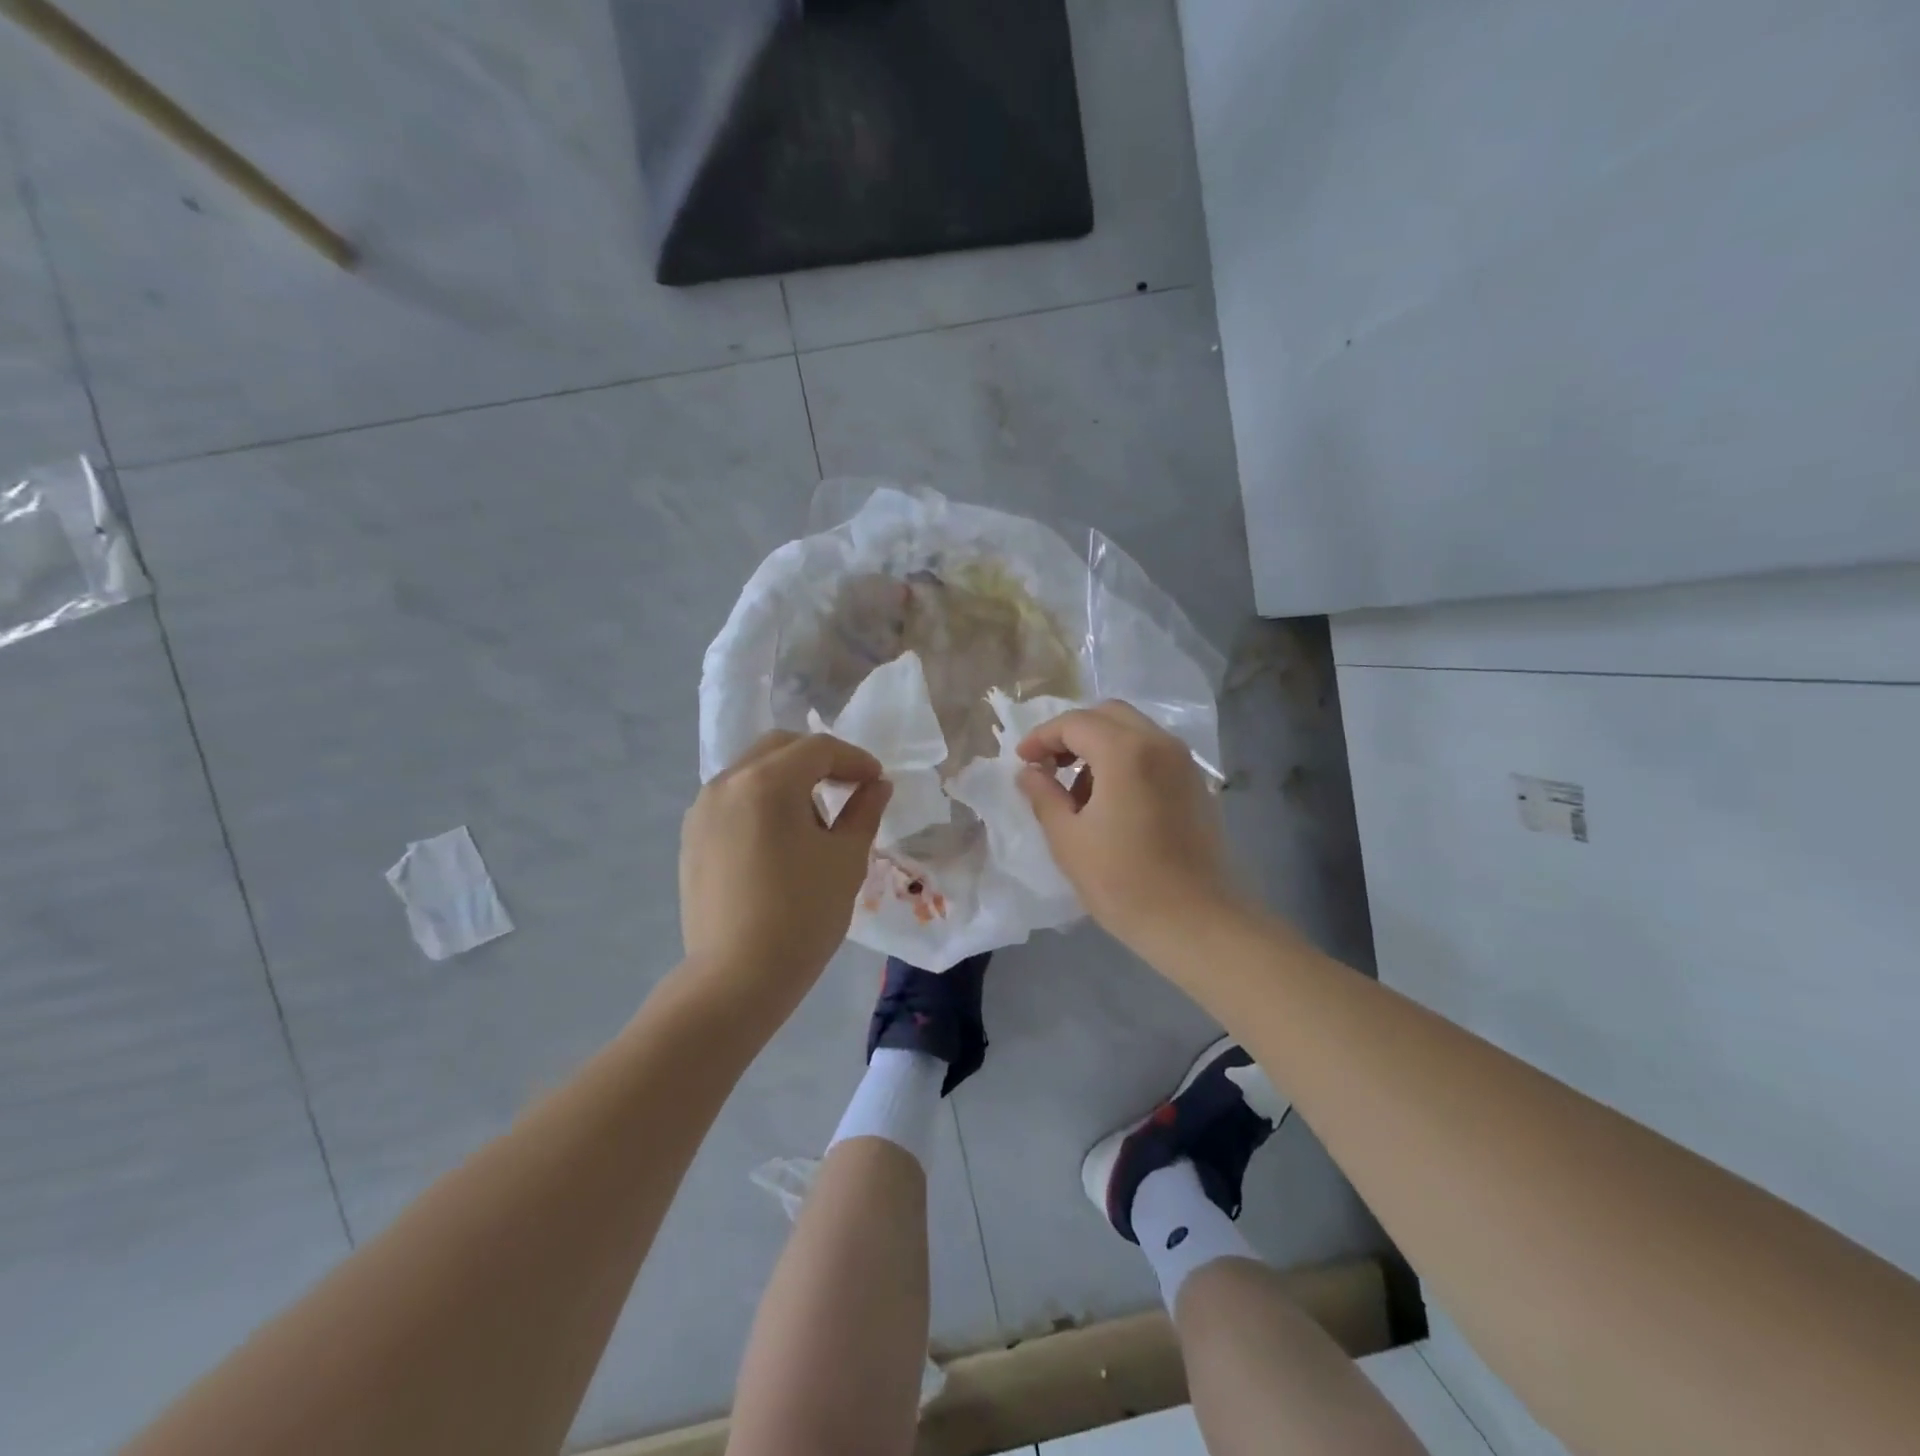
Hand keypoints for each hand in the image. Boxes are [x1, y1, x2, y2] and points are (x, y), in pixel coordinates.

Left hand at [680, 732, 891, 1010]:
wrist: (736, 978)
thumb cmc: (802, 914)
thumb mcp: (846, 859)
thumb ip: (864, 811)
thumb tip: (876, 786)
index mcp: (767, 782)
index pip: (818, 749)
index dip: (854, 759)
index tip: (877, 781)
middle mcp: (727, 783)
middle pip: (779, 748)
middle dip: (819, 759)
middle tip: (848, 787)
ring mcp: (702, 810)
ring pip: (752, 771)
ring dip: (789, 779)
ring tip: (816, 817)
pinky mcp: (692, 838)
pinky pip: (733, 799)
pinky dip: (762, 800)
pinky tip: (780, 838)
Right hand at [1016, 701, 1242, 953]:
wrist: (1196, 922)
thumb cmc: (1124, 882)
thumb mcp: (1068, 840)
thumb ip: (1043, 795)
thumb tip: (1029, 772)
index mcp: (1126, 752)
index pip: (1075, 723)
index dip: (1042, 737)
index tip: (1022, 761)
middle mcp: (1160, 744)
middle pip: (1108, 715)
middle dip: (1073, 733)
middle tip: (1048, 764)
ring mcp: (1184, 763)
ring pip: (1134, 731)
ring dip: (1100, 746)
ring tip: (1076, 791)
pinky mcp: (1196, 784)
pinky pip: (1153, 753)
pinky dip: (1125, 760)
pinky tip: (1111, 801)